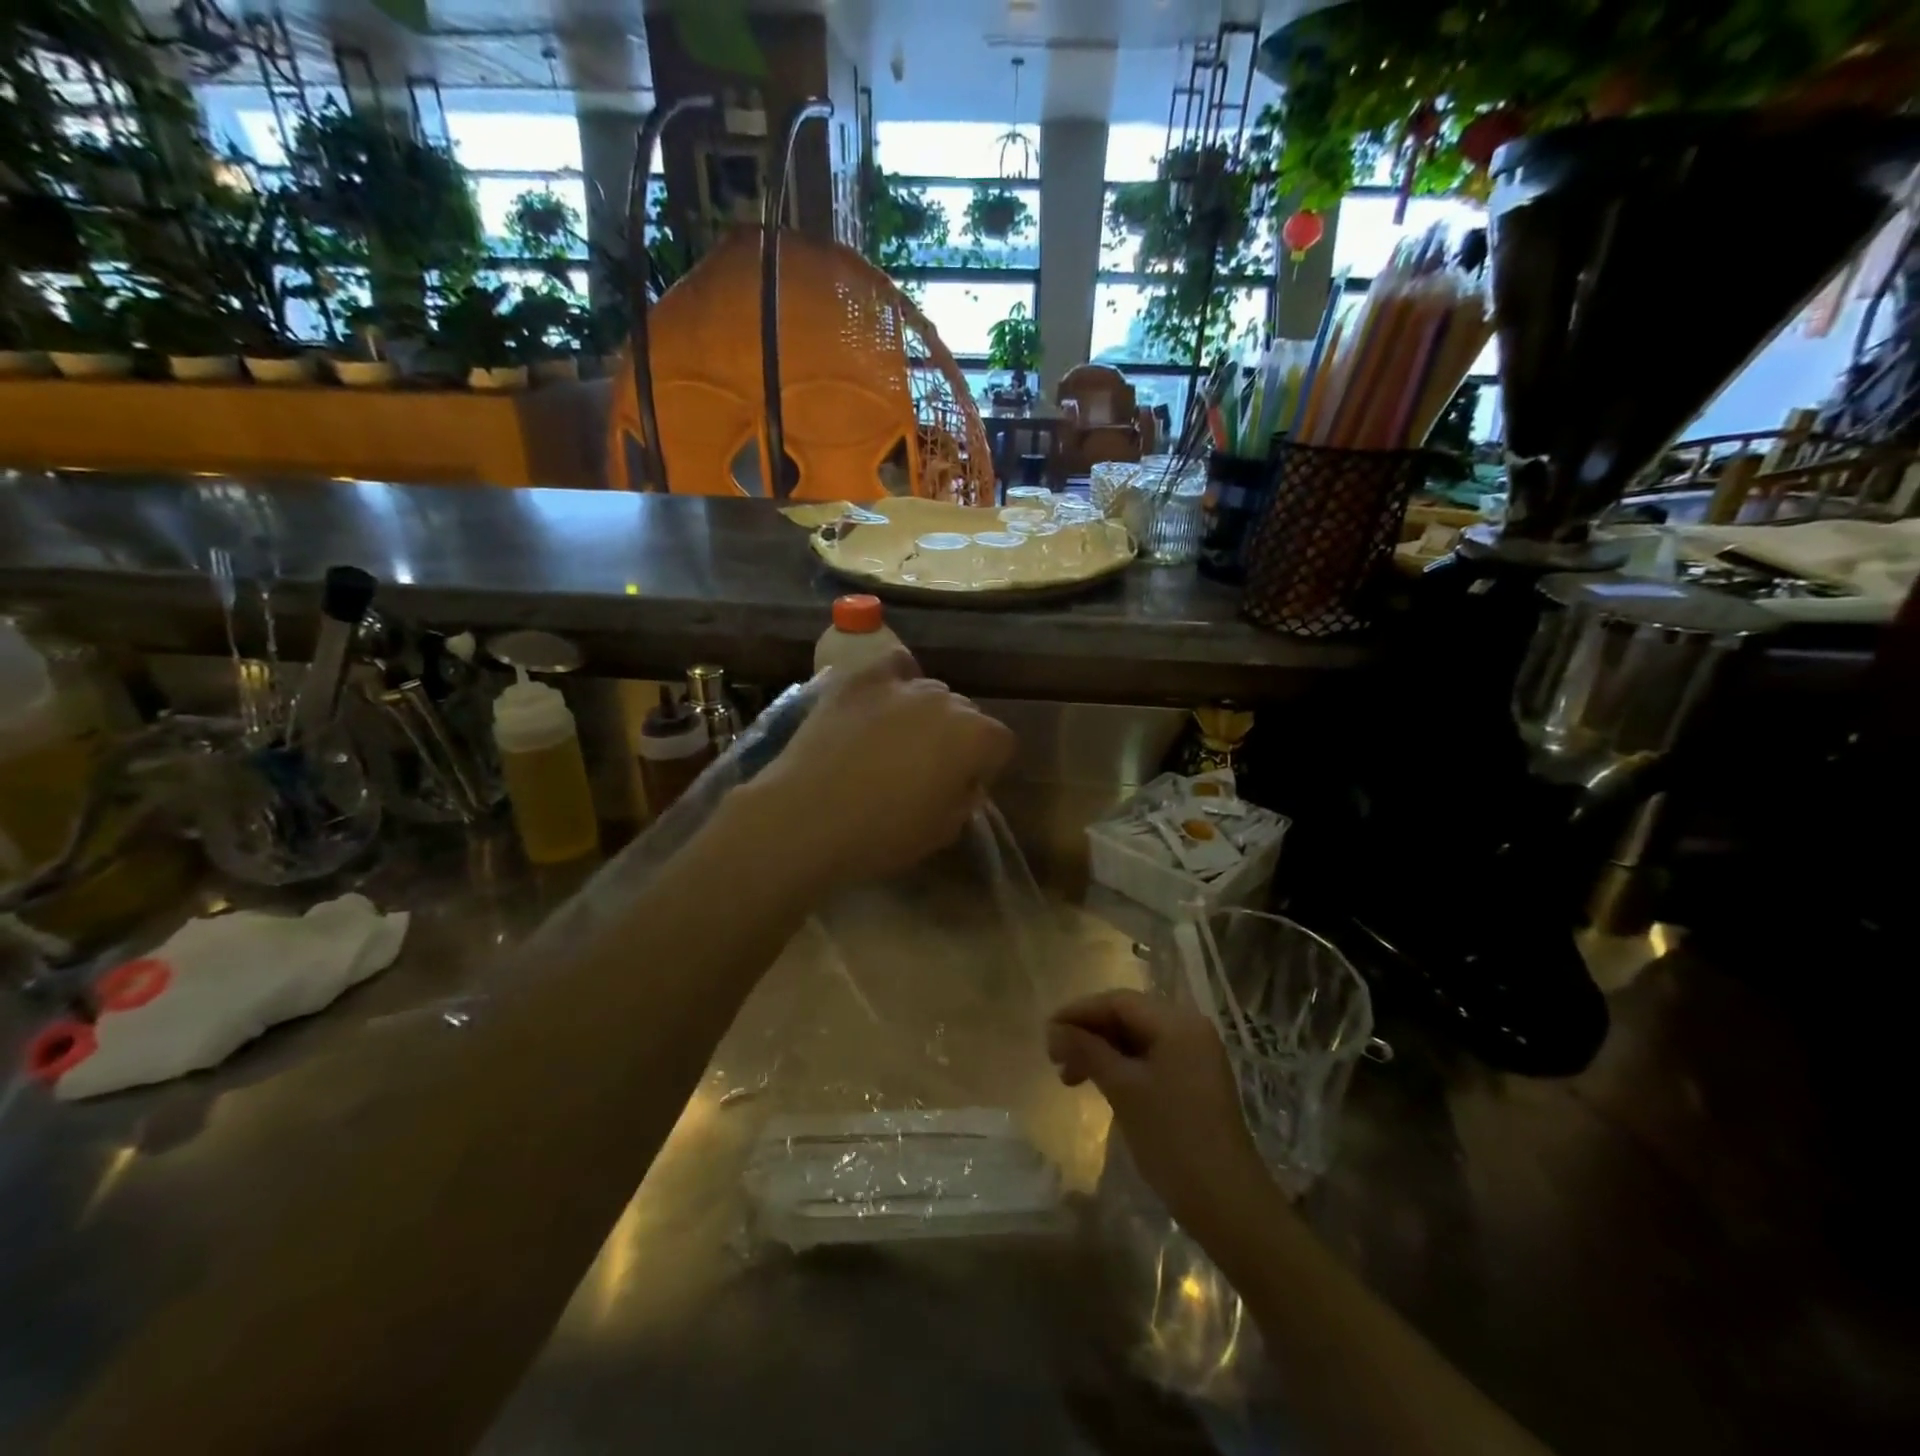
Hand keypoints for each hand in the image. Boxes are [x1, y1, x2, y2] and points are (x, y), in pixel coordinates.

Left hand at [745, 652, 1014, 895]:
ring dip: (924, 714)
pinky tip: (883, 701)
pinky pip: (893, 667)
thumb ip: (965, 798)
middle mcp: (947, 702)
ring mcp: (902, 685)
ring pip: (930, 692)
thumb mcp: (944, 830)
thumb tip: (963, 780)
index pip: (1001, 742)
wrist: (808, 817)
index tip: (961, 787)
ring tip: (895, 741)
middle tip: (927, 768)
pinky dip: (896, 680)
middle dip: (956, 737)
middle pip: (965, 712)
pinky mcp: (860, 678)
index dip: (985, 766)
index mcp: (977, 738)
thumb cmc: (883, 835)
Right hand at [1048, 989, 1269, 1234]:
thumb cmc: (1173, 1139)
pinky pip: (1149, 1059)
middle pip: (1128, 1016)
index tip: (1047, 1032)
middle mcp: (1189, 1029)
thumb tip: (1055, 1030)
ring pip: (1136, 1039)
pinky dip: (1121, 1067)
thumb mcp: (1123, 1089)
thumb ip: (1087, 1051)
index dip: (1079, 1012)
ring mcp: (1194, 1056)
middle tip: (1055, 1058)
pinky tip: (1100, 1085)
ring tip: (1070, 1078)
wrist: (1228, 1204)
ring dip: (1101, 1052)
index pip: (1118, 1001)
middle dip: (1089, 1033)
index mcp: (1177, 1023)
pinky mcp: (1194, 1081)